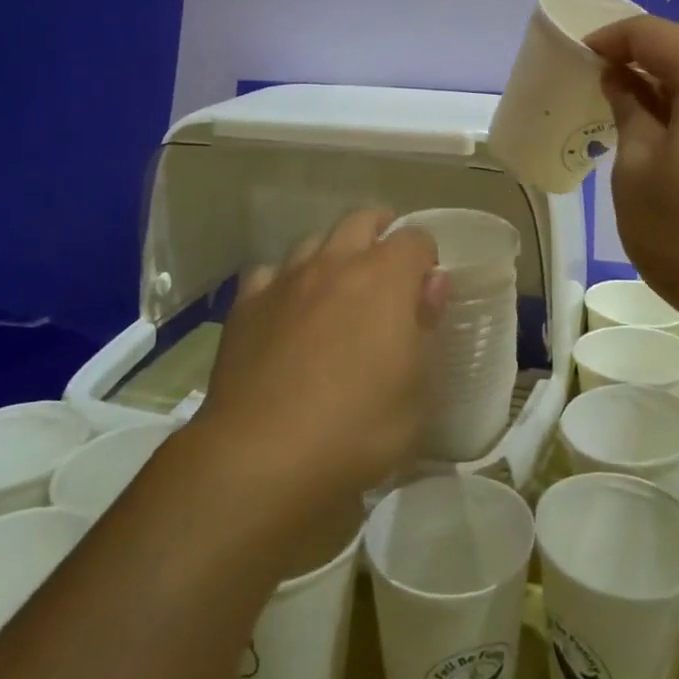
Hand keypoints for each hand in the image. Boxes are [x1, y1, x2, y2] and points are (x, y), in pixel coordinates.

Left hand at [194, 209, 443, 515]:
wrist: (262, 456)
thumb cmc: (359, 427)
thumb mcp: (417, 389)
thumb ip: (426, 325)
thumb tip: (433, 282)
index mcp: (385, 277)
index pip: (414, 238)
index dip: (425, 257)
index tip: (425, 288)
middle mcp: (335, 263)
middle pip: (360, 221)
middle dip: (378, 235)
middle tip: (386, 273)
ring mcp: (286, 280)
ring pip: (313, 242)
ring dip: (331, 256)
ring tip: (336, 291)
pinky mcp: (246, 305)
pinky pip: (269, 275)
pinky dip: (283, 284)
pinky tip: (285, 312)